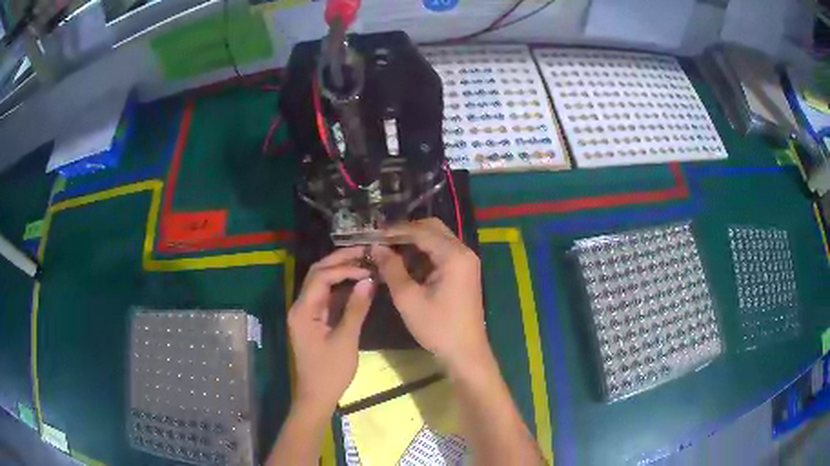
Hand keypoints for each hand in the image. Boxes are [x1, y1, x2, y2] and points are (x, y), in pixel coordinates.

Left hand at [287, 247, 375, 414]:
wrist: (317, 396)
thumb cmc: (330, 371)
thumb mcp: (346, 340)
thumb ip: (356, 308)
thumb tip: (369, 280)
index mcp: (303, 310)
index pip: (321, 276)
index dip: (345, 268)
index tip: (369, 267)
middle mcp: (301, 306)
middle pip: (318, 274)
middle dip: (340, 261)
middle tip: (365, 253)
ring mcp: (306, 313)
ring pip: (321, 284)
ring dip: (340, 272)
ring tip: (364, 264)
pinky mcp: (313, 321)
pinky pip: (326, 297)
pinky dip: (340, 288)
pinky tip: (357, 285)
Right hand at [372, 218, 489, 371]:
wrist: (465, 352)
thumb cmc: (437, 327)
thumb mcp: (408, 298)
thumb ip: (391, 268)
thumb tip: (376, 247)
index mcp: (454, 255)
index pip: (421, 231)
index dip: (395, 231)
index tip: (372, 234)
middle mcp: (463, 252)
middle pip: (432, 229)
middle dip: (405, 233)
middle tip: (381, 241)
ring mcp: (466, 262)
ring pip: (437, 240)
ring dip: (413, 243)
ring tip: (388, 252)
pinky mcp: (463, 272)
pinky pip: (441, 254)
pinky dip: (423, 255)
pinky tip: (405, 265)